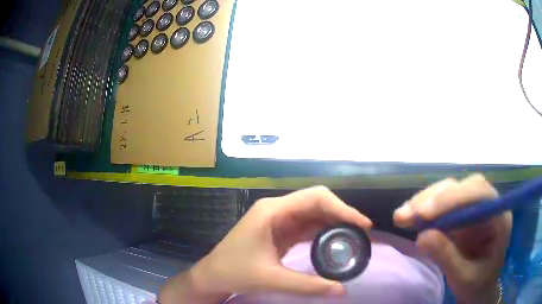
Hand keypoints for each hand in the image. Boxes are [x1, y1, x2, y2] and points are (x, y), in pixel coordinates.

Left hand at [159, 186, 371, 303]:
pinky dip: (324, 232)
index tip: (362, 224)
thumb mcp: (271, 279)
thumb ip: (308, 285)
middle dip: (341, 214)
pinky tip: (336, 242)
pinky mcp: (280, 230)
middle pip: (317, 202)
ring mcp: (278, 219)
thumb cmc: (234, 272)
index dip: (342, 208)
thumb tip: (342, 290)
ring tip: (354, 238)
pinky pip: (307, 226)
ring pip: (314, 214)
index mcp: (272, 211)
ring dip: (335, 223)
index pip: (315, 198)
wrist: (213, 275)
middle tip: (362, 232)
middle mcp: (277, 209)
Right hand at [393, 174, 512, 303]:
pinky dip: (424, 209)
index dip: (453, 198)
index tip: (425, 215)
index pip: (479, 192)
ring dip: (424, 202)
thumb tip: (422, 236)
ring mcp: (473, 207)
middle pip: (462, 187)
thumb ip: (447, 258)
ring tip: (401, 218)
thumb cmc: (477, 285)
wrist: (479, 288)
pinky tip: (409, 218)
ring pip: (449, 191)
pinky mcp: (461, 213)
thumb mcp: (464, 278)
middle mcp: (487, 204)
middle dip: (434, 199)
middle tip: (406, 216)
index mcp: (498, 217)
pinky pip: (442, 203)